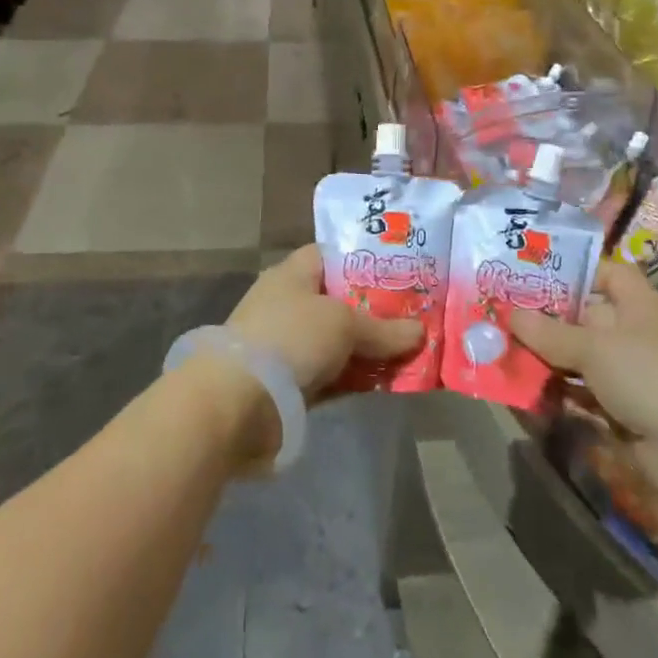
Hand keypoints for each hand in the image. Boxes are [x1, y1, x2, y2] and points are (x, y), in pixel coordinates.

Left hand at [226, 245, 423, 399]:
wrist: (237, 401)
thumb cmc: (291, 338)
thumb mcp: (344, 325)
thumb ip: (384, 329)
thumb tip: (420, 332)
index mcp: (293, 274)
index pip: (332, 256)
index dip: (364, 261)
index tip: (399, 273)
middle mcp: (288, 304)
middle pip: (339, 301)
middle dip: (375, 311)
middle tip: (414, 317)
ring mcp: (287, 344)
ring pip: (337, 341)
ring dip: (368, 349)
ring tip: (410, 352)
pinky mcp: (289, 382)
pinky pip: (331, 373)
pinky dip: (354, 377)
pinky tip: (386, 382)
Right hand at [511, 261, 657, 453]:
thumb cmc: (646, 374)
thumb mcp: (592, 348)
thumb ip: (549, 332)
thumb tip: (510, 314)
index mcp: (640, 303)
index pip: (609, 273)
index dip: (576, 271)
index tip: (536, 277)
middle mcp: (638, 331)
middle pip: (588, 316)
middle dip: (550, 319)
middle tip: (506, 317)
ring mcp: (633, 371)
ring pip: (584, 356)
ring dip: (551, 358)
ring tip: (508, 353)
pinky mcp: (627, 406)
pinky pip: (587, 390)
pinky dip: (563, 390)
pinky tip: (530, 390)